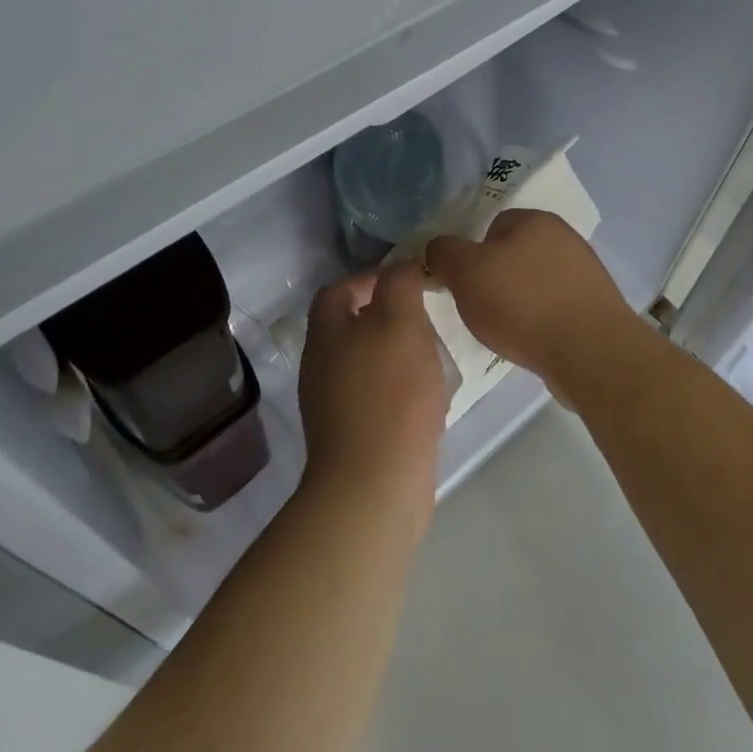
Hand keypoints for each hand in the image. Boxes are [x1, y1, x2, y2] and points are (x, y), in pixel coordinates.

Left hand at [297, 263, 449, 521]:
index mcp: (326, 332)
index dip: (371, 276)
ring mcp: (332, 403)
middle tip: (425, 317)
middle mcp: (321, 364)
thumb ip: (400, 285)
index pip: (338, 288)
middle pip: (350, 324)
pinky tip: (425, 396)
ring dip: (395, 352)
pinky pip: (374, 395)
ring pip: (365, 360)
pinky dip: (397, 387)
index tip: (409, 281)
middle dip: (387, 315)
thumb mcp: (401, 322)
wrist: (374, 484)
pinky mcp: (351, 434)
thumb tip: (401, 266)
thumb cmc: (389, 393)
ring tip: (431, 354)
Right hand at [425, 210, 634, 389]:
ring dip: (519, 303)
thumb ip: (445, 252)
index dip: (473, 253)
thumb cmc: (522, 303)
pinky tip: (533, 342)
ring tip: (507, 331)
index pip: (493, 225)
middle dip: (495, 279)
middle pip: (515, 255)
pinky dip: (541, 322)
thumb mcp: (465, 272)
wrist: (589, 352)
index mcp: (535, 220)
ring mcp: (585, 273)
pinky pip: (555, 308)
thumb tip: (438, 248)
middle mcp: (565, 238)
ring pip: (535, 283)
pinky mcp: (596, 307)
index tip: (464, 283)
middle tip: (480, 308)